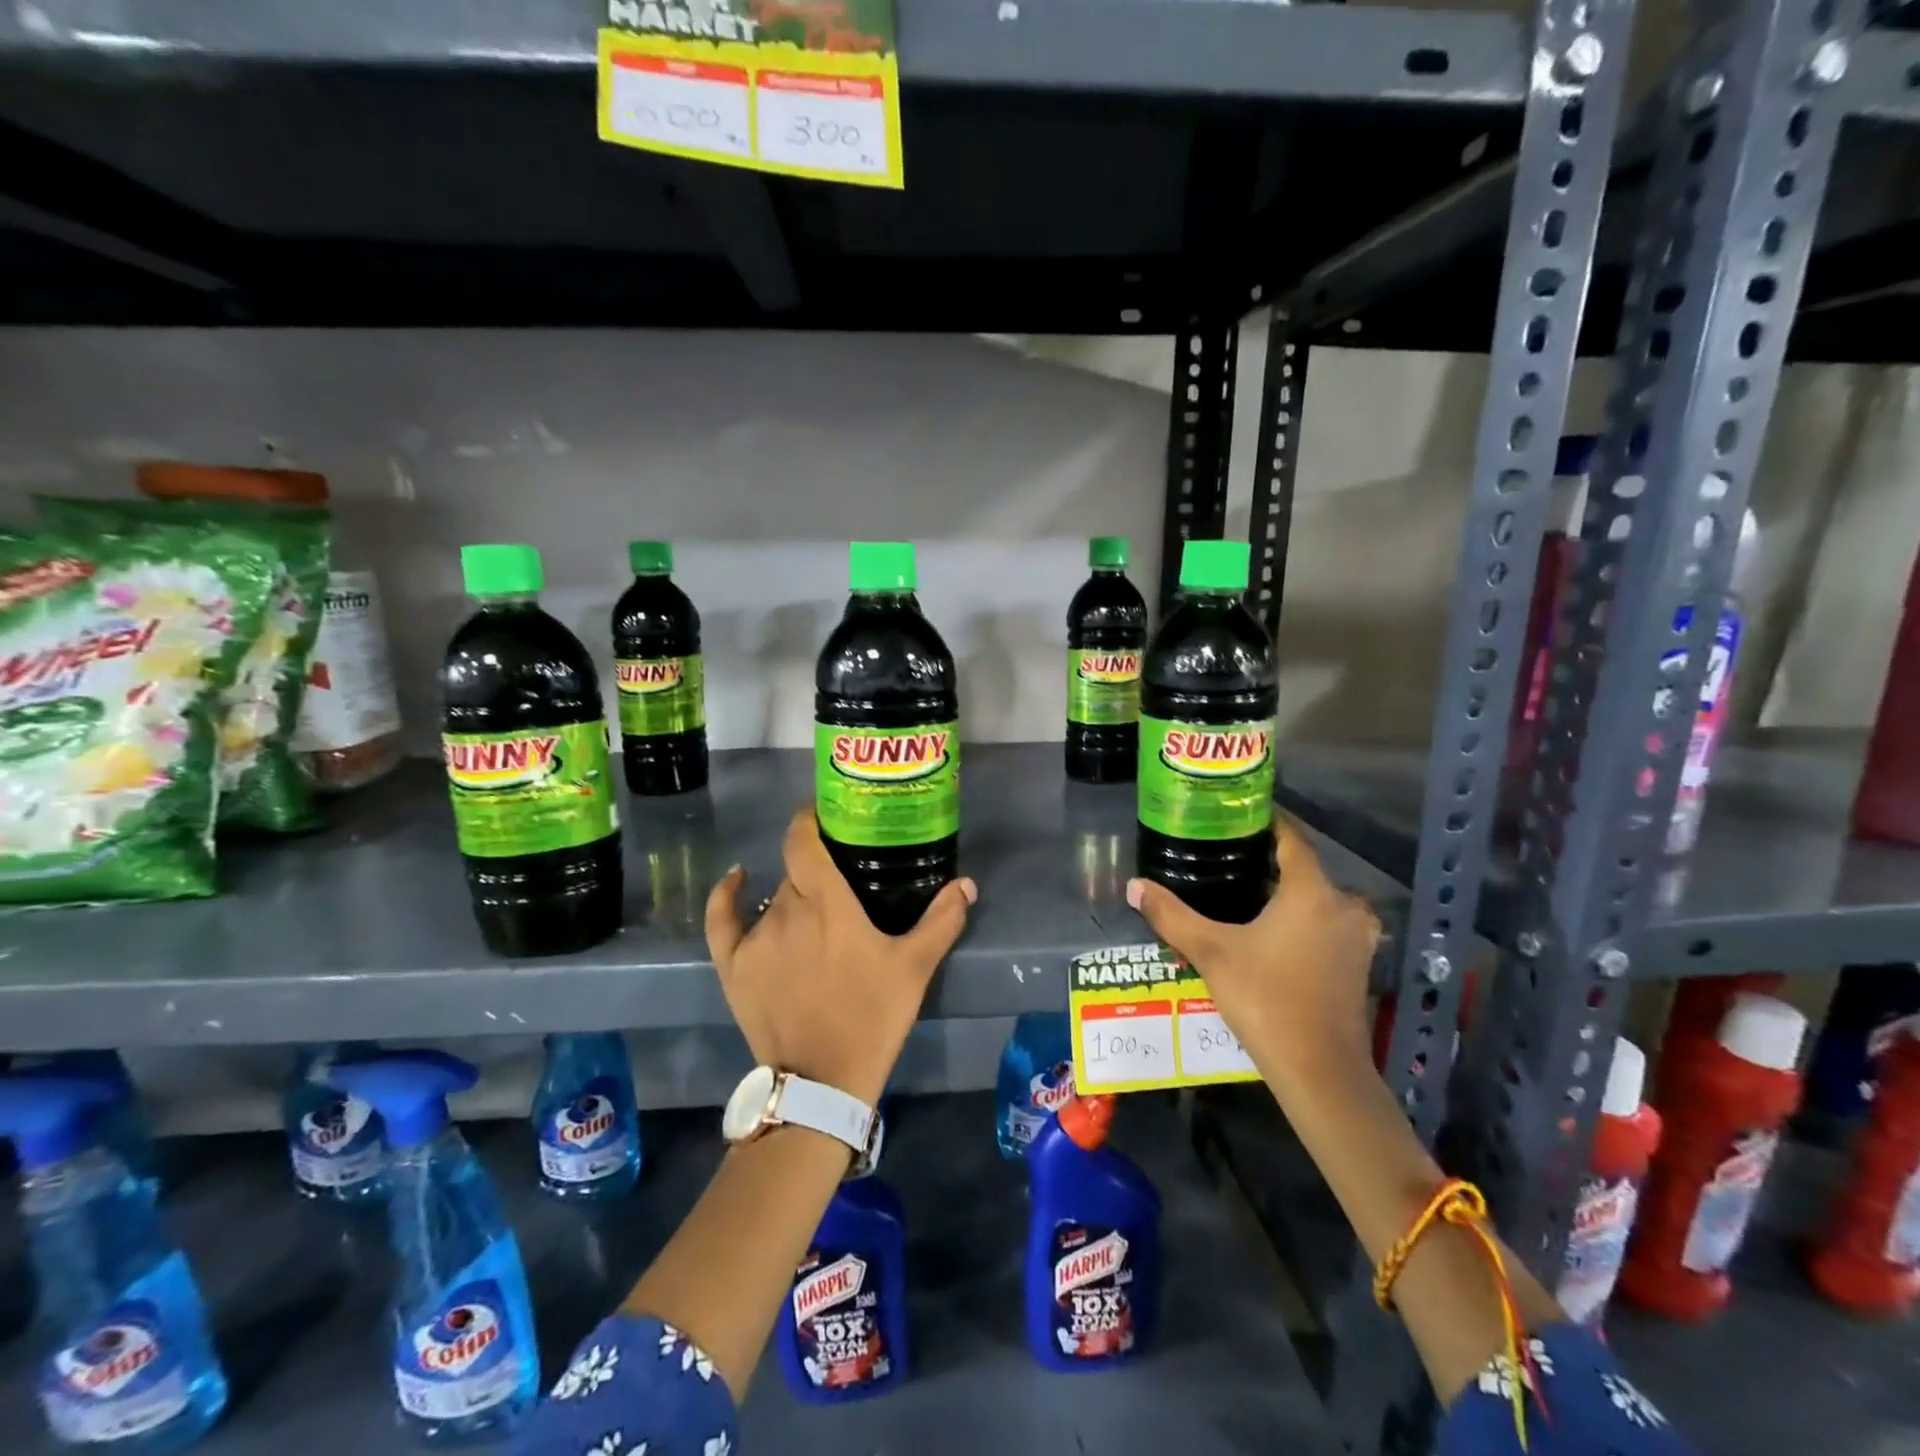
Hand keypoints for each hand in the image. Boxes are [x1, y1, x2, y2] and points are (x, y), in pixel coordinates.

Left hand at [705, 808, 976, 1107]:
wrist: (822, 1082)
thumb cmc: (871, 1017)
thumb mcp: (915, 968)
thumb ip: (942, 920)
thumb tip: (966, 883)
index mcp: (826, 903)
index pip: (803, 840)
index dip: (809, 819)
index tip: (826, 814)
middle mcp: (786, 910)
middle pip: (797, 873)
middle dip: (819, 872)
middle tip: (843, 885)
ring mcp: (755, 939)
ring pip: (774, 899)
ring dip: (795, 899)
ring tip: (818, 917)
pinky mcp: (733, 966)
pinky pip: (722, 919)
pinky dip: (727, 895)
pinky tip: (737, 879)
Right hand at [1126, 817, 1379, 1093]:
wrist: (1320, 1071)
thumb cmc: (1266, 999)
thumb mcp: (1211, 953)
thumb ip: (1172, 915)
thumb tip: (1134, 886)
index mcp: (1311, 891)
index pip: (1290, 838)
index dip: (1265, 822)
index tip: (1234, 815)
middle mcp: (1343, 904)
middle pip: (1303, 868)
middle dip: (1267, 861)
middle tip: (1226, 857)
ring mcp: (1358, 935)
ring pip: (1317, 897)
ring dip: (1286, 892)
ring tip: (1243, 892)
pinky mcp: (1359, 962)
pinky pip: (1327, 922)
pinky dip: (1303, 917)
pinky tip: (1272, 929)